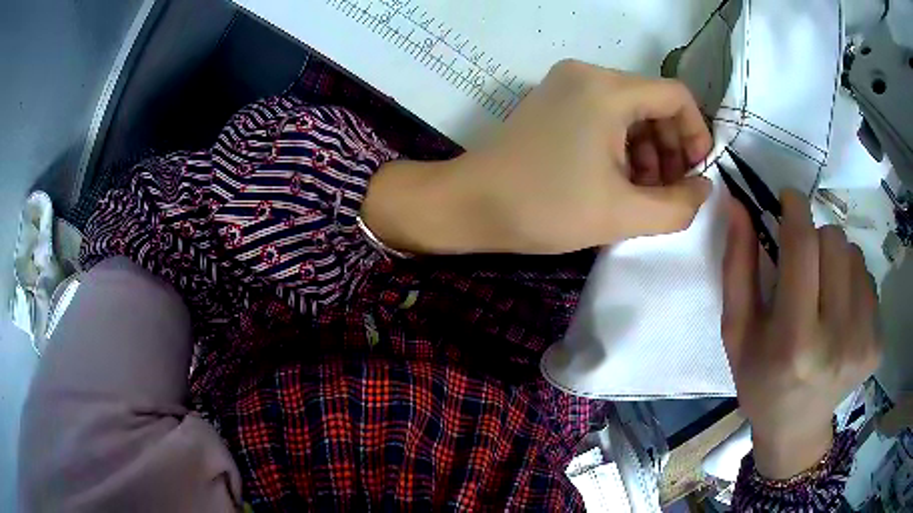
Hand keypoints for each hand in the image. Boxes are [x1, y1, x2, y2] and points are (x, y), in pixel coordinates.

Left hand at [362, 60, 711, 254]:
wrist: (469, 204)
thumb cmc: (544, 207)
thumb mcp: (622, 214)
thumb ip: (678, 205)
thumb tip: (704, 187)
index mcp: (607, 89)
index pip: (677, 96)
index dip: (696, 134)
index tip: (695, 174)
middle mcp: (588, 74)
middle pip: (654, 102)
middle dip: (671, 148)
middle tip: (669, 192)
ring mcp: (567, 84)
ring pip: (631, 110)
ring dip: (648, 150)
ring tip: (644, 193)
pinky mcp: (554, 100)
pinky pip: (605, 114)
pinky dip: (622, 145)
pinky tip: (619, 179)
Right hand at [722, 191, 880, 478]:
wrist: (796, 429)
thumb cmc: (761, 380)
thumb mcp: (737, 331)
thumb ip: (737, 267)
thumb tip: (738, 203)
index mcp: (794, 340)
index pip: (803, 246)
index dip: (796, 209)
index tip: (789, 198)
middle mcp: (836, 339)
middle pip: (834, 241)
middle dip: (816, 240)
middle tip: (805, 268)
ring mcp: (863, 342)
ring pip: (854, 255)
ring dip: (837, 262)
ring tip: (825, 294)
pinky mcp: (878, 344)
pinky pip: (869, 282)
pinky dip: (854, 284)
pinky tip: (842, 314)